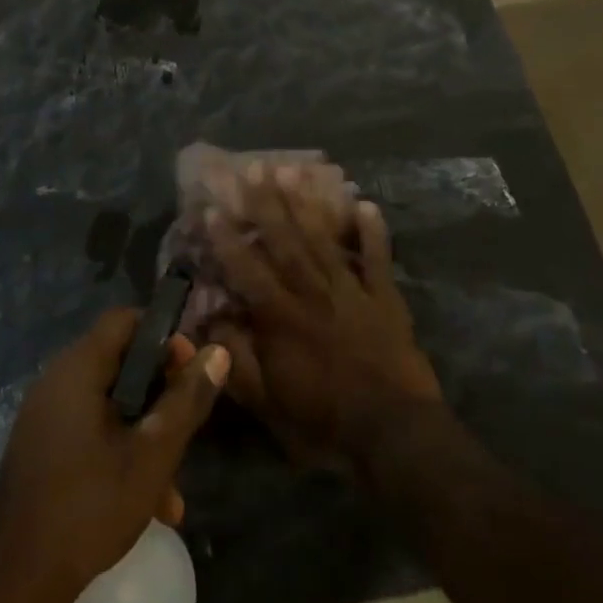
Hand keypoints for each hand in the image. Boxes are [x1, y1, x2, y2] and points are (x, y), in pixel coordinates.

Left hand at [0, 310, 228, 602]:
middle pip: (120, 363)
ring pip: (110, 405)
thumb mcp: (152, 455)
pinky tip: (147, 506)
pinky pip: (91, 431)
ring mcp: (47, 415)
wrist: (15, 578)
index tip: (192, 373)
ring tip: (173, 489)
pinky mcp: (43, 447)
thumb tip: (217, 353)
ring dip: (145, 436)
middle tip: (188, 429)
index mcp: (79, 368)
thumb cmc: (89, 506)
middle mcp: (58, 380)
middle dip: (160, 396)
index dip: (164, 337)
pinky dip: (120, 453)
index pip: (125, 320)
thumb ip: (186, 401)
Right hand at [206, 163, 441, 470]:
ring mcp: (351, 291)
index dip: (227, 239)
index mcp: (280, 317)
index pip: (247, 269)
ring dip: (308, 204)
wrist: (394, 434)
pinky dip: (373, 232)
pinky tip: (365, 204)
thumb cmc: (323, 420)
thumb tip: (209, 320)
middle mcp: (312, 293)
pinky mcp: (384, 299)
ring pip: (324, 240)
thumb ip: (237, 358)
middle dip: (267, 203)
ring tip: (294, 170)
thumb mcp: (267, 401)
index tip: (212, 208)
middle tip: (254, 167)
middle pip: (285, 241)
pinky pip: (378, 259)